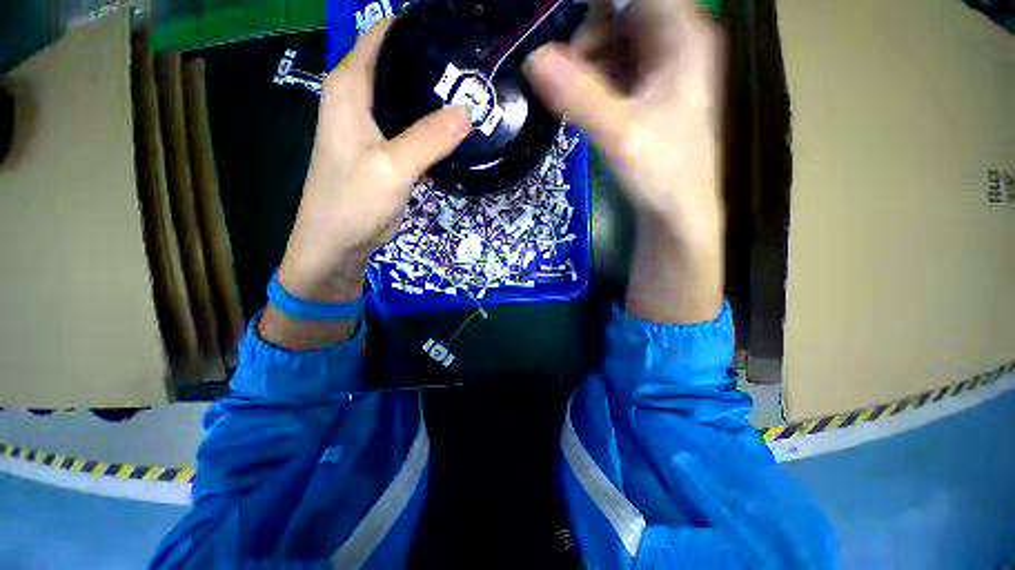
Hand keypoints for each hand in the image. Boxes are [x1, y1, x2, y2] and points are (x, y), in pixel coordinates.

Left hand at [279, 20, 471, 303]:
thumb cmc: (352, 202)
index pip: (383, 34)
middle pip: (399, 63)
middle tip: (477, 70)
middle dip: (435, 62)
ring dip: (437, 96)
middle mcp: (358, 98)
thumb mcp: (392, 167)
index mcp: (349, 86)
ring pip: (408, 97)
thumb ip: (429, 138)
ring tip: (475, 95)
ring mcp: (372, 126)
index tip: (459, 33)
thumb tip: (470, 110)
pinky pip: (413, 126)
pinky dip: (434, 124)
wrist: (337, 243)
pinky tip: (456, 128)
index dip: (418, 27)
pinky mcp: (385, 150)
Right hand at [524, 0, 724, 322]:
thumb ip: (578, 96)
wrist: (677, 211)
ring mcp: (665, 67)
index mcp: (682, 36)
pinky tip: (584, 106)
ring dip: (587, 62)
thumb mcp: (619, 134)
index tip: (559, 30)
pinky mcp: (652, 91)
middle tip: (562, 74)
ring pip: (617, 42)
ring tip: (571, 98)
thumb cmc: (661, 172)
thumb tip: (532, 58)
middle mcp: (678, 41)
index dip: (594, 9)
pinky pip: (617, 68)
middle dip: (587, 37)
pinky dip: (595, 80)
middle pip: (622, 14)